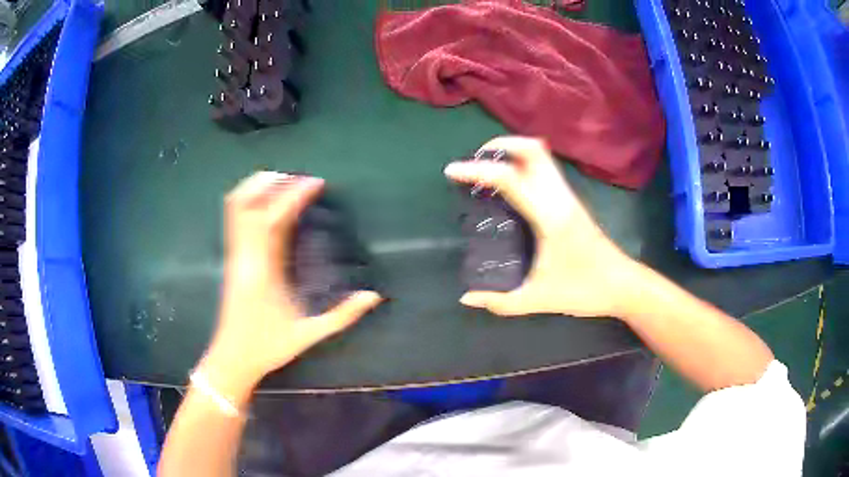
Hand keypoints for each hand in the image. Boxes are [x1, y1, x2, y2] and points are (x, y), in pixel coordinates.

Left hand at [202, 172, 382, 396]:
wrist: (231, 358)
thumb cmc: (267, 347)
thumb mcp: (308, 334)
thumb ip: (342, 315)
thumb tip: (374, 296)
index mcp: (263, 271)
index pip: (274, 219)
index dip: (294, 195)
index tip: (315, 182)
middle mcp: (245, 256)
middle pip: (247, 203)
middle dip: (272, 182)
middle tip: (299, 177)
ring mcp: (235, 255)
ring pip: (236, 207)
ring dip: (257, 187)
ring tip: (283, 180)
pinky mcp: (232, 259)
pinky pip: (235, 219)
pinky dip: (249, 201)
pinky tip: (266, 201)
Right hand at [445, 136, 635, 317]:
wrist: (623, 285)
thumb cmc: (584, 291)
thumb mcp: (538, 300)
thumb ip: (500, 301)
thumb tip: (466, 298)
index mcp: (549, 217)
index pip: (509, 178)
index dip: (477, 170)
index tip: (451, 171)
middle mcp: (560, 197)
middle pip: (532, 149)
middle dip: (500, 145)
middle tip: (476, 161)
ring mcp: (568, 196)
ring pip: (542, 155)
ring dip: (513, 151)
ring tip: (488, 168)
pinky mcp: (572, 201)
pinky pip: (546, 168)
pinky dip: (524, 163)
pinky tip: (511, 185)